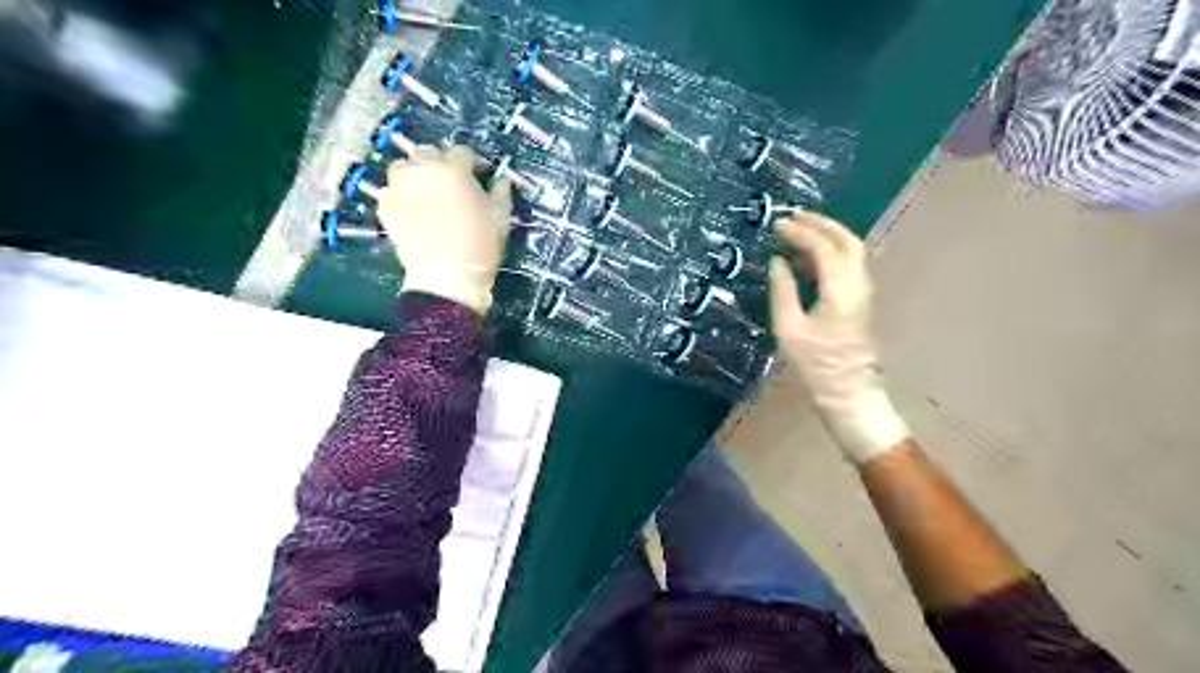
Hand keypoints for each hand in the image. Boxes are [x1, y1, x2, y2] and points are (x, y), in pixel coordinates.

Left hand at [379, 145, 509, 316]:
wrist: (446, 278)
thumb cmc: (479, 248)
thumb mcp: (500, 219)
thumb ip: (500, 194)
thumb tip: (500, 180)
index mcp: (454, 171)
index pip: (462, 152)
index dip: (472, 163)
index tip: (478, 175)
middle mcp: (423, 171)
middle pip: (428, 152)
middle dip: (440, 163)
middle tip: (450, 183)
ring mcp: (400, 188)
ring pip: (404, 167)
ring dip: (415, 173)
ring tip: (426, 191)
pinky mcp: (385, 207)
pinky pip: (391, 190)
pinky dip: (400, 195)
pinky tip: (412, 209)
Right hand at [767, 212, 909, 466]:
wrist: (848, 393)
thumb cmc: (816, 365)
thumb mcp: (789, 329)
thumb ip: (783, 290)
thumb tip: (777, 262)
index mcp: (840, 290)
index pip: (823, 248)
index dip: (800, 232)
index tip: (778, 225)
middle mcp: (858, 284)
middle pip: (848, 240)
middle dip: (822, 224)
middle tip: (795, 217)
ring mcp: (864, 292)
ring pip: (852, 251)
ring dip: (828, 236)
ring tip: (800, 231)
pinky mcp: (861, 302)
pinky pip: (849, 265)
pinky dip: (831, 252)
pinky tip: (809, 259)